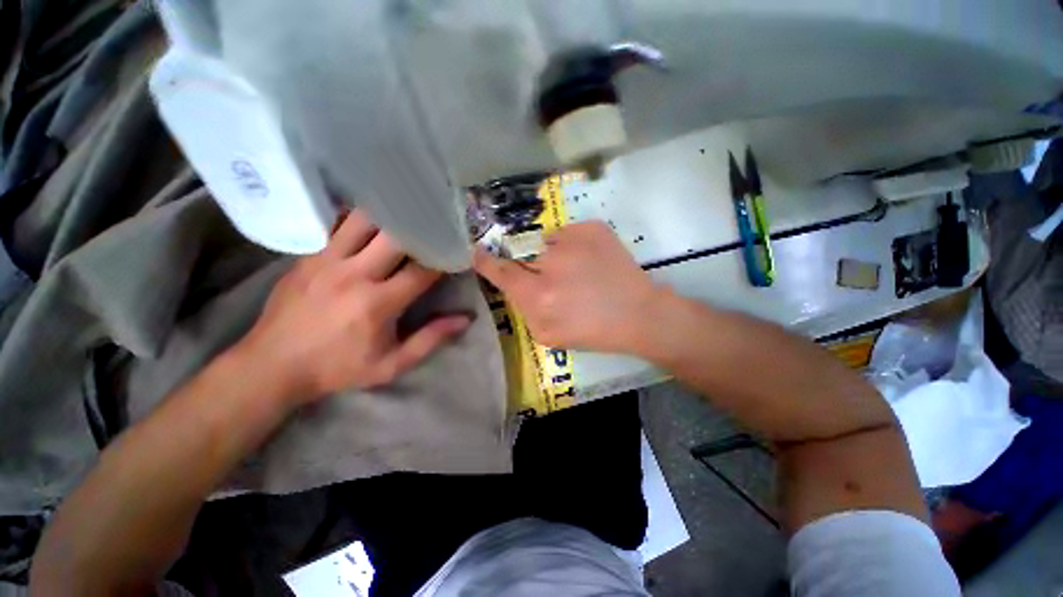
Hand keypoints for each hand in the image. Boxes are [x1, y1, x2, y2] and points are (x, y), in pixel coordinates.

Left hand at [234, 210, 470, 403]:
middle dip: (421, 231)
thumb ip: (431, 339)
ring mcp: (327, 260)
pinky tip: (372, 219)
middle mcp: (354, 274)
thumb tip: (465, 319)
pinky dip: (359, 219)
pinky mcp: (309, 256)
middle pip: (395, 236)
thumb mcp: (391, 364)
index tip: (455, 254)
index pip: (423, 271)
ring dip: (389, 217)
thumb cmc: (338, 368)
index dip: (443, 260)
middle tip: (435, 229)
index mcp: (378, 303)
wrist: (272, 366)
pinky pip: (337, 225)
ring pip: (364, 220)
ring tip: (406, 217)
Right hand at [473, 221, 664, 352]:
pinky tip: (591, 262)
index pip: (501, 272)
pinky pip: (568, 233)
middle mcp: (551, 263)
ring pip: (547, 243)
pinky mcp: (592, 228)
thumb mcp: (548, 335)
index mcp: (539, 296)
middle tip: (557, 281)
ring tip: (579, 273)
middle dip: (533, 267)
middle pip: (525, 257)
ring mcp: (573, 240)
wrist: (638, 314)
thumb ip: (524, 310)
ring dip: (554, 256)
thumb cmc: (593, 331)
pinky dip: (572, 246)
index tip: (478, 252)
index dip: (486, 262)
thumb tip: (515, 286)